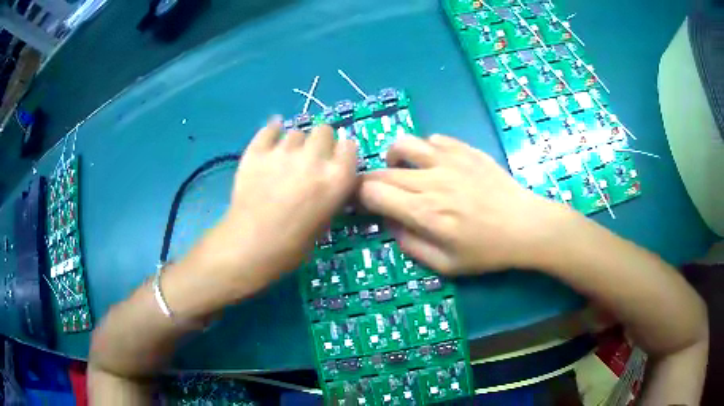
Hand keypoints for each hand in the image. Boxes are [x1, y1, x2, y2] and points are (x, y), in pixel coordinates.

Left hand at [194, 120, 357, 293]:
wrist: (250, 247)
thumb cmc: (292, 245)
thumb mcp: (325, 221)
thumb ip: (331, 192)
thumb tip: (328, 177)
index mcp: (336, 179)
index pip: (349, 146)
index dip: (342, 152)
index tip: (336, 160)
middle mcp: (314, 159)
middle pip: (324, 130)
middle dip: (321, 141)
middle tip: (312, 158)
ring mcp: (283, 152)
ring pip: (296, 132)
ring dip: (296, 142)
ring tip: (288, 158)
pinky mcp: (257, 152)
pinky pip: (269, 130)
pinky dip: (272, 131)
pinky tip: (272, 136)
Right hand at [359, 134, 566, 273]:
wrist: (526, 226)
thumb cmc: (487, 251)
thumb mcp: (446, 264)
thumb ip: (411, 245)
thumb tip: (390, 223)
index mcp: (424, 211)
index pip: (372, 192)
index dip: (358, 197)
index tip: (361, 205)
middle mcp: (430, 180)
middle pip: (382, 170)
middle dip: (371, 182)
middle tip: (378, 194)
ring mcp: (449, 160)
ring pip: (403, 144)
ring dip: (394, 158)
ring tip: (404, 172)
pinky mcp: (465, 150)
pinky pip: (433, 140)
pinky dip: (425, 150)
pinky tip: (435, 164)